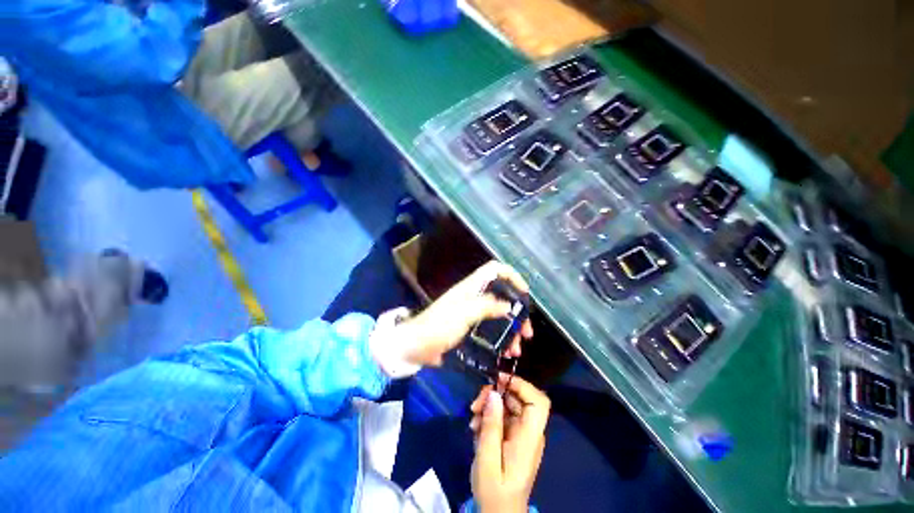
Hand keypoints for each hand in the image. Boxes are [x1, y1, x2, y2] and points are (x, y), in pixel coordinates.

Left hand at [396, 261, 532, 366]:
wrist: (415, 346)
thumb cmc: (438, 326)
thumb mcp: (463, 314)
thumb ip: (486, 306)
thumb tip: (509, 306)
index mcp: (471, 287)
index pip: (494, 270)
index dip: (511, 275)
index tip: (524, 293)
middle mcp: (474, 296)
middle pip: (502, 295)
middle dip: (517, 312)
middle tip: (526, 332)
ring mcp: (472, 313)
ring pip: (499, 315)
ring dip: (511, 330)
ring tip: (516, 349)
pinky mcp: (470, 327)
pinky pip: (491, 329)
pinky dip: (501, 338)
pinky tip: (506, 352)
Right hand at [469, 374, 550, 512]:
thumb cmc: (495, 492)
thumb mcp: (487, 459)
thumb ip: (491, 426)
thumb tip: (494, 394)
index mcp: (529, 438)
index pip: (538, 402)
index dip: (522, 385)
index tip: (499, 381)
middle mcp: (529, 432)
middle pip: (519, 399)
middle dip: (496, 395)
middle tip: (476, 403)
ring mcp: (521, 434)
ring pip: (508, 405)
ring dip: (489, 405)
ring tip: (473, 418)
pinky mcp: (513, 437)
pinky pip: (503, 417)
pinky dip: (489, 416)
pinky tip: (476, 426)